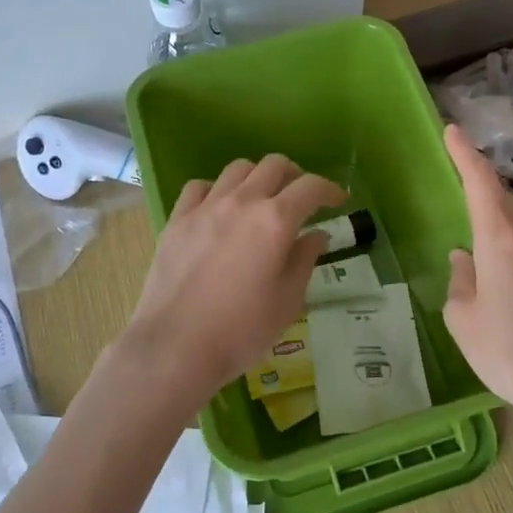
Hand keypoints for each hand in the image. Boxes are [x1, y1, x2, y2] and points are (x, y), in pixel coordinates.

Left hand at [123, 155, 344, 406]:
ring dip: (258, 177)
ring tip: (262, 199)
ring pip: (237, 169)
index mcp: (275, 221)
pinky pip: (200, 187)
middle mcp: (242, 202)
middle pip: (274, 165)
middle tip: (301, 198)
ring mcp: (205, 207)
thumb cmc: (241, 330)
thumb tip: (316, 235)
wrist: (175, 346)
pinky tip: (220, 208)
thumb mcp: (288, 301)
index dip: (329, 189)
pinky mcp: (177, 219)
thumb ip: (305, 260)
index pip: (310, 187)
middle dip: (295, 176)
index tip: (338, 201)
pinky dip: (217, 189)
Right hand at [442, 124, 512, 422]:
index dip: (465, 155)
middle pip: (503, 201)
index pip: (481, 185)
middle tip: (460, 173)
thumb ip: (461, 280)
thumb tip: (466, 258)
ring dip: (498, 223)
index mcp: (501, 244)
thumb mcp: (463, 319)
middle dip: (481, 184)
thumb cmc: (507, 354)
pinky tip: (507, 282)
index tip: (453, 131)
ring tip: (479, 246)